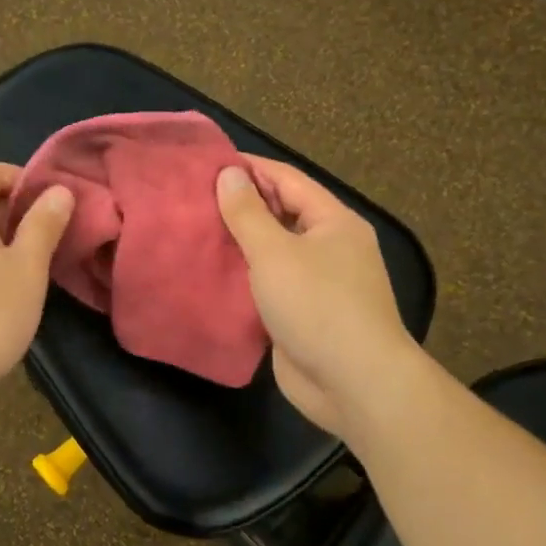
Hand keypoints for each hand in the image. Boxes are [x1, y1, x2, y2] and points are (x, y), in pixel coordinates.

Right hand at [216, 158, 414, 438]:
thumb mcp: (275, 252)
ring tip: (194, 232)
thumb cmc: (317, 305)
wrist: (353, 382)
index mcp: (333, 222)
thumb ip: (248, 213)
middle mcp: (329, 247)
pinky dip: (243, 278)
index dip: (249, 168)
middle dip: (240, 206)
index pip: (287, 180)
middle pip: (281, 214)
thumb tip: (229, 174)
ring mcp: (317, 283)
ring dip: (238, 244)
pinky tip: (211, 274)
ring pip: (272, 252)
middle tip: (192, 199)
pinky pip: (269, 285)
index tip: (206, 164)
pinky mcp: (302, 314)